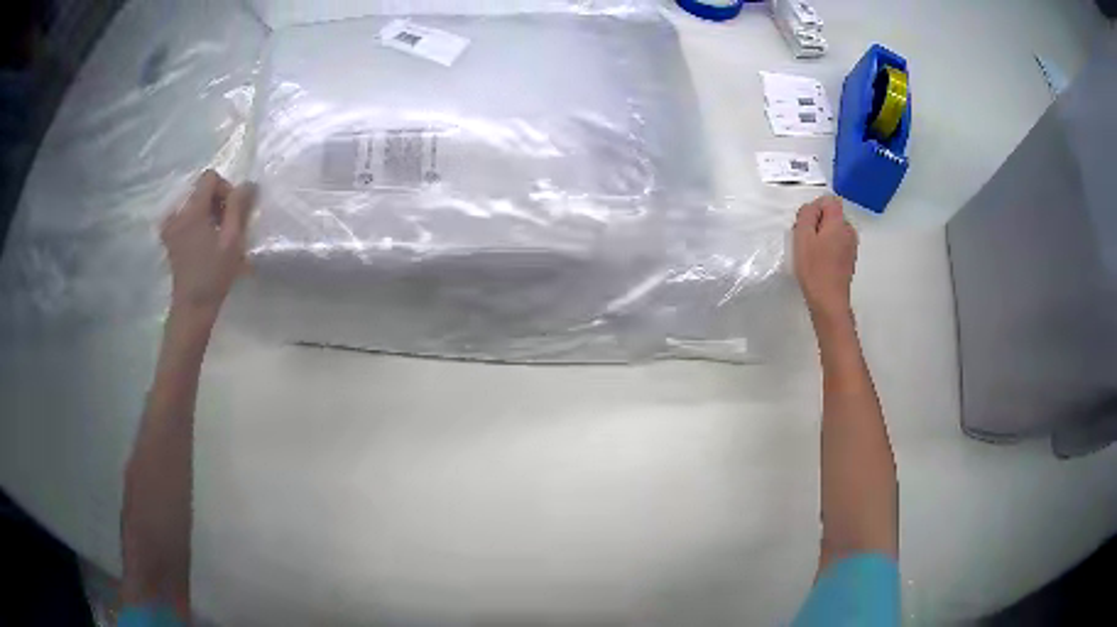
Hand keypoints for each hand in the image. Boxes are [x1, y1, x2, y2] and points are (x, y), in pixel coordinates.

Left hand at [161, 170, 255, 321]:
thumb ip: (239, 207)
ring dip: (207, 213)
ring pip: (193, 203)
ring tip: (216, 236)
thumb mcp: (232, 240)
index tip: (233, 212)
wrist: (192, 308)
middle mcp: (177, 213)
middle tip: (227, 227)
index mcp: (192, 210)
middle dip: (217, 202)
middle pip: (200, 190)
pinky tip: (203, 241)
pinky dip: (196, 222)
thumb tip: (248, 184)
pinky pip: (184, 217)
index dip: (225, 189)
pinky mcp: (169, 238)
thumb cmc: (214, 275)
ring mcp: (170, 226)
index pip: (210, 178)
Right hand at [793, 195, 857, 319]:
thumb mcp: (802, 237)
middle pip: (832, 215)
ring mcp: (851, 246)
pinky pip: (837, 243)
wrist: (829, 301)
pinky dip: (828, 247)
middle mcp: (849, 231)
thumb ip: (807, 215)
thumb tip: (812, 207)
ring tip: (811, 253)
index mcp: (839, 223)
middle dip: (818, 222)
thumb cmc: (814, 269)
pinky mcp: (849, 258)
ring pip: (834, 229)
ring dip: (822, 235)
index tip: (805, 225)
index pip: (829, 200)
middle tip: (805, 240)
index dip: (815, 208)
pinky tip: (820, 262)